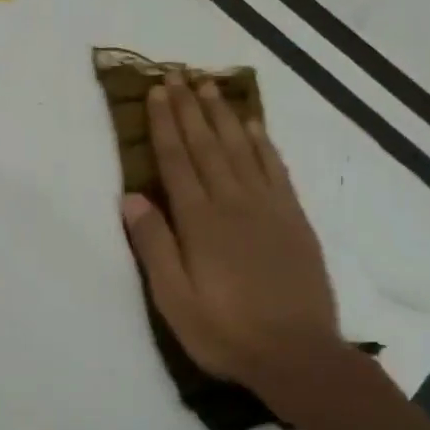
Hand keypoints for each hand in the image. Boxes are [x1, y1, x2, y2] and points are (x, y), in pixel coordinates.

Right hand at [120, 75, 344, 388]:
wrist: (299, 355)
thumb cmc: (226, 331)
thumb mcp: (174, 300)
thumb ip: (153, 245)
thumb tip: (130, 196)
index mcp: (200, 221)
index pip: (177, 160)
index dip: (164, 123)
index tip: (156, 92)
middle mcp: (233, 202)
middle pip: (206, 144)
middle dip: (189, 107)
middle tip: (177, 74)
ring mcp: (268, 206)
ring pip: (240, 148)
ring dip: (223, 114)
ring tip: (209, 85)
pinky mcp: (293, 217)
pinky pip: (275, 168)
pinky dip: (262, 142)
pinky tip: (253, 125)